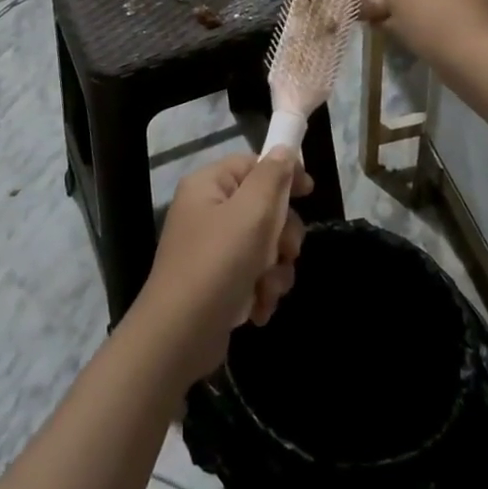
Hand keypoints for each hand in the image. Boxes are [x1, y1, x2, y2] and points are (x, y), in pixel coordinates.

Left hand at [137, 150, 313, 384]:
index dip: (283, 175)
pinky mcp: (217, 282)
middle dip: (282, 235)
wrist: (179, 337)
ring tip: (267, 289)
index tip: (309, 194)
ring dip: (274, 269)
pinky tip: (257, 309)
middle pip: (263, 207)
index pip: (253, 164)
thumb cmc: (217, 264)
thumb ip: (272, 177)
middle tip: (285, 252)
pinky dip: (261, 291)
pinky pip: (253, 275)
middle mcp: (207, 211)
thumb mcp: (251, 213)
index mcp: (208, 185)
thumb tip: (284, 151)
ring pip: (263, 245)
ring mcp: (211, 249)